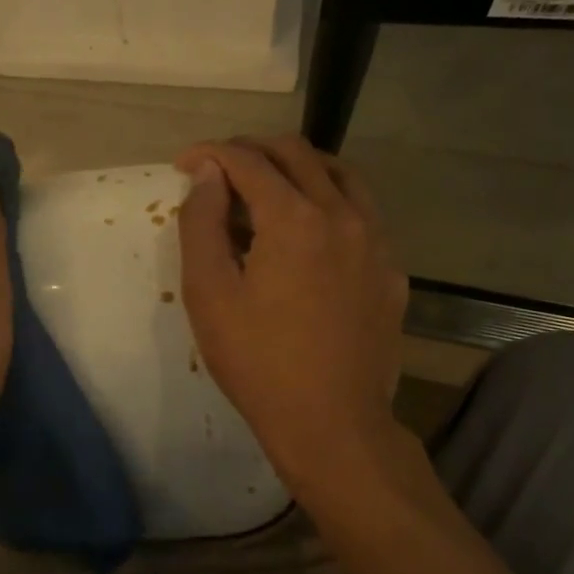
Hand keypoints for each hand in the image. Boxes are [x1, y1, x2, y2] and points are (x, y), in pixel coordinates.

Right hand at [175, 135, 408, 496]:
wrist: (333, 424)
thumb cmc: (258, 362)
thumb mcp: (209, 294)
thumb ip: (203, 224)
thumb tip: (209, 175)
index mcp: (294, 218)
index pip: (248, 161)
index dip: (210, 154)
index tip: (183, 164)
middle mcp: (342, 214)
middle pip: (297, 154)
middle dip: (252, 150)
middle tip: (219, 168)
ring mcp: (375, 241)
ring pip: (339, 175)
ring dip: (297, 167)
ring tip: (266, 185)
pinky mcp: (390, 270)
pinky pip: (361, 212)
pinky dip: (328, 201)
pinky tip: (309, 232)